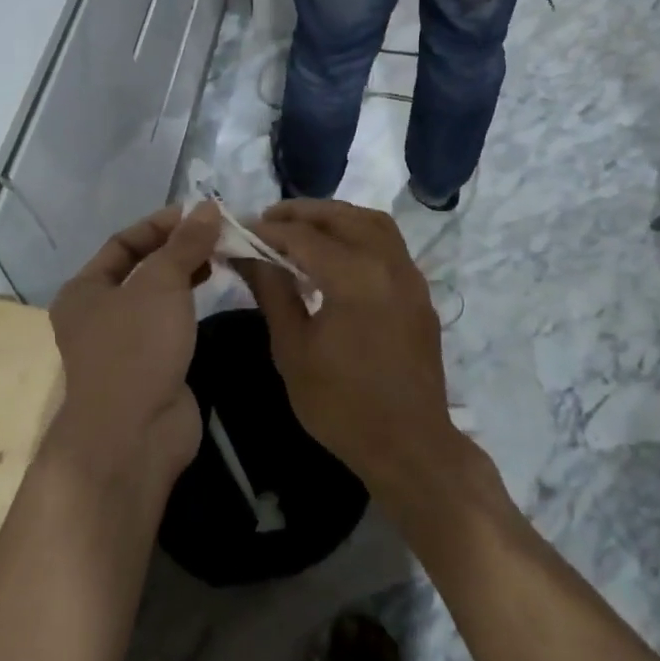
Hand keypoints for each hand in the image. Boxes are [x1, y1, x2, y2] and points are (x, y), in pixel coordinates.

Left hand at [46, 203, 221, 484]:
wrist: (133, 434)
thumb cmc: (136, 347)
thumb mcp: (161, 283)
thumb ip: (185, 244)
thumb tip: (207, 206)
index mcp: (84, 290)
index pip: (123, 242)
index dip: (160, 225)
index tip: (199, 214)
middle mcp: (97, 314)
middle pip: (141, 268)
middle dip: (177, 249)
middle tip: (217, 235)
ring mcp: (124, 344)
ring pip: (157, 297)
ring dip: (186, 275)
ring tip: (221, 257)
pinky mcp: (150, 367)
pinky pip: (170, 324)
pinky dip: (190, 305)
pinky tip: (214, 293)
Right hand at [236, 200, 461, 511]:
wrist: (409, 447)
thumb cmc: (341, 405)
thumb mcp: (293, 349)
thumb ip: (272, 292)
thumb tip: (247, 255)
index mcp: (354, 277)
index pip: (303, 236)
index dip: (267, 231)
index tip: (240, 230)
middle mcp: (387, 263)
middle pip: (342, 217)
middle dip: (302, 213)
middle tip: (268, 220)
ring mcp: (410, 276)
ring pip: (372, 222)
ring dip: (335, 218)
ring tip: (302, 229)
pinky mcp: (419, 292)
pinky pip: (388, 244)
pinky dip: (359, 234)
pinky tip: (336, 254)